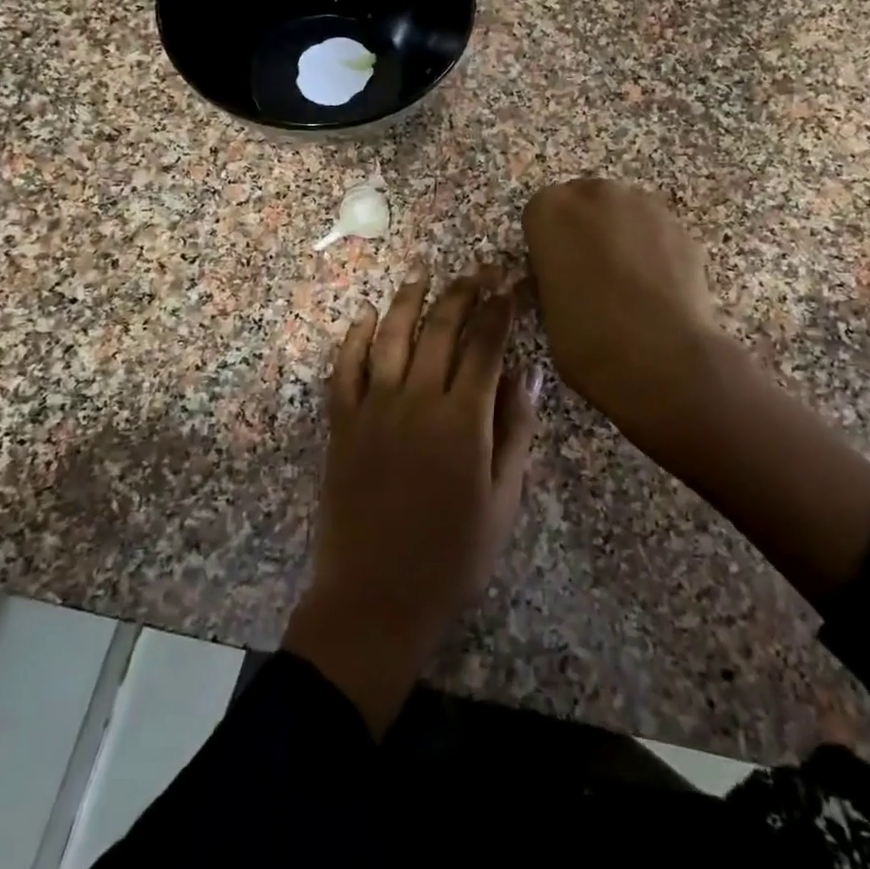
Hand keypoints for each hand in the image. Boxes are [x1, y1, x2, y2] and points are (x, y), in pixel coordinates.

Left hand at [283, 270, 539, 735]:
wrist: (376, 597)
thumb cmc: (452, 557)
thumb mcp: (503, 500)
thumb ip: (515, 431)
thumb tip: (527, 373)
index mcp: (463, 420)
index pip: (485, 346)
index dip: (500, 310)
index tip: (510, 286)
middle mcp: (416, 401)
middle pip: (440, 329)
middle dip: (462, 293)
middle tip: (477, 271)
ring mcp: (373, 409)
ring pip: (390, 337)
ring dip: (408, 301)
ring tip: (423, 276)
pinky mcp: (342, 424)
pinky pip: (345, 368)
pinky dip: (355, 338)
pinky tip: (365, 318)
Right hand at [522, 178, 723, 442]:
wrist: (661, 357)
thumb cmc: (586, 338)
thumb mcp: (546, 310)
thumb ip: (551, 278)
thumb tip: (562, 278)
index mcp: (550, 209)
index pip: (539, 215)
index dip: (546, 246)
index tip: (553, 274)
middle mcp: (596, 194)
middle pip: (584, 205)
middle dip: (584, 232)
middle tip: (588, 277)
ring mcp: (644, 205)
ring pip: (623, 215)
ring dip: (620, 238)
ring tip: (627, 286)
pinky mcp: (681, 226)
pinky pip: (655, 233)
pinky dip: (653, 252)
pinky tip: (655, 290)